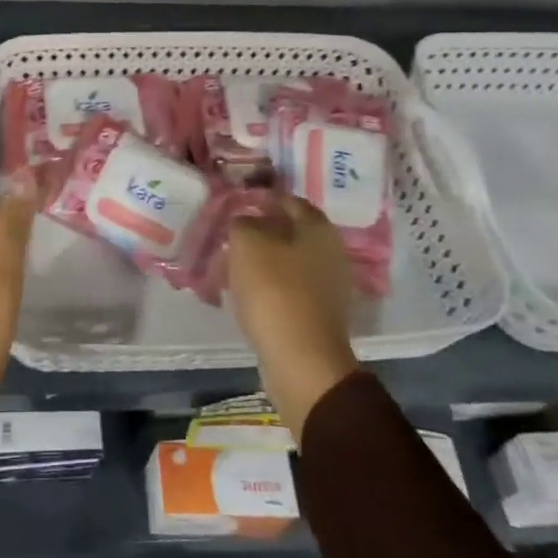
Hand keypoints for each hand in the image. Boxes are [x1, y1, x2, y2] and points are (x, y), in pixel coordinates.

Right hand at [227, 194, 362, 438]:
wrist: (301, 358)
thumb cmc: (274, 290)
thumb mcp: (247, 243)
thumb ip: (242, 222)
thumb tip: (244, 221)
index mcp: (318, 227)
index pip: (286, 199)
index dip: (259, 199)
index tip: (232, 205)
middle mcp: (330, 250)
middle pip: (286, 231)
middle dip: (256, 232)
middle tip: (226, 238)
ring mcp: (327, 284)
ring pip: (285, 261)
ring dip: (258, 261)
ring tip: (227, 267)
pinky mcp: (317, 312)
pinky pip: (286, 288)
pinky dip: (265, 286)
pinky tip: (243, 293)